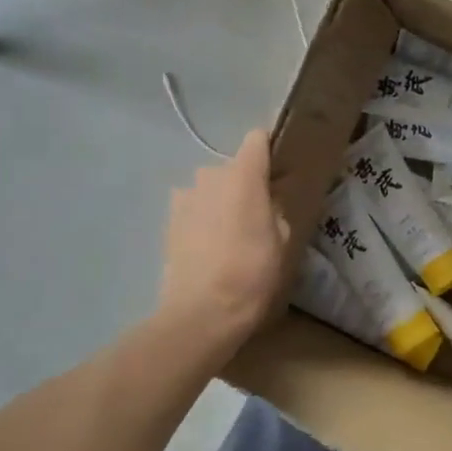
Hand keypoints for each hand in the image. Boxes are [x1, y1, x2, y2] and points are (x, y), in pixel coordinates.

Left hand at [155, 129, 290, 353]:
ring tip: (230, 234)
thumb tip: (267, 201)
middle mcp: (210, 175)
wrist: (203, 310)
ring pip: (210, 188)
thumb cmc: (254, 272)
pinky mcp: (168, 220)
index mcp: (243, 175)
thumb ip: (276, 209)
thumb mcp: (283, 239)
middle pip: (232, 167)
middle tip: (257, 214)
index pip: (256, 139)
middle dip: (244, 184)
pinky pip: (192, 208)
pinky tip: (209, 246)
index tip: (278, 172)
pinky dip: (202, 218)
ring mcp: (184, 196)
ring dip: (220, 201)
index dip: (268, 151)